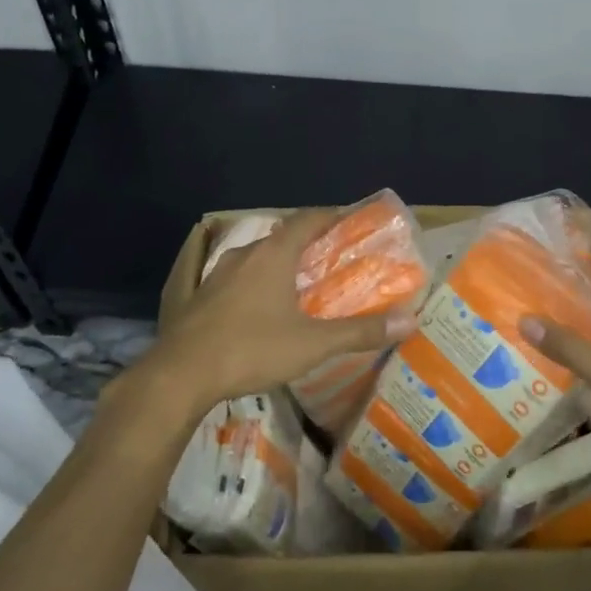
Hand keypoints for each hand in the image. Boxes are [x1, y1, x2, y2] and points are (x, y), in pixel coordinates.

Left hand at [141, 208, 417, 422]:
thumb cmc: (251, 349)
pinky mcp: (196, 297)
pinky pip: (233, 279)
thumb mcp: (312, 344)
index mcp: (273, 255)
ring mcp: (215, 275)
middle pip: (281, 237)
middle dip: (306, 243)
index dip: (330, 216)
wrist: (180, 375)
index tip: (350, 220)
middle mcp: (244, 255)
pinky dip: (253, 283)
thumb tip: (410, 321)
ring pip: (254, 258)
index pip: (307, 220)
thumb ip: (359, 332)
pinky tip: (256, 306)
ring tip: (297, 284)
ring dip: (277, 264)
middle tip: (330, 259)